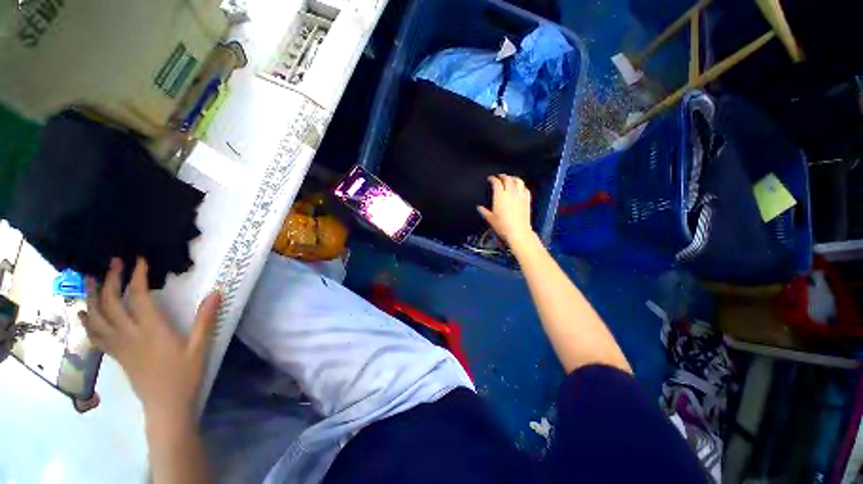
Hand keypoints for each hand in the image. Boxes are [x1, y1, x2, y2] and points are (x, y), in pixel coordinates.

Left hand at [81, 258, 220, 422]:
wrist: (166, 405)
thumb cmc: (186, 375)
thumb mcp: (200, 347)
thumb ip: (205, 319)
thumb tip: (216, 292)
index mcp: (152, 331)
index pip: (139, 297)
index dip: (138, 277)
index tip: (140, 260)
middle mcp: (130, 335)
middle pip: (111, 304)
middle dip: (110, 280)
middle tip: (113, 262)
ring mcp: (119, 346)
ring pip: (96, 318)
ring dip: (91, 296)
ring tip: (90, 279)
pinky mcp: (116, 355)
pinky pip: (95, 335)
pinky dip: (87, 320)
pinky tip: (84, 312)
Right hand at [477, 174, 533, 246]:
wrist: (517, 231)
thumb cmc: (503, 226)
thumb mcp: (490, 219)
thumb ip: (484, 211)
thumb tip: (479, 208)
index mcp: (500, 196)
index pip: (496, 182)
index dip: (492, 179)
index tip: (490, 179)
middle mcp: (510, 193)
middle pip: (507, 179)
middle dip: (503, 176)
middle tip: (499, 176)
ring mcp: (520, 195)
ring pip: (518, 181)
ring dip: (513, 178)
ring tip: (510, 178)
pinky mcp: (527, 200)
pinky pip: (525, 189)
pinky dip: (522, 186)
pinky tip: (520, 188)